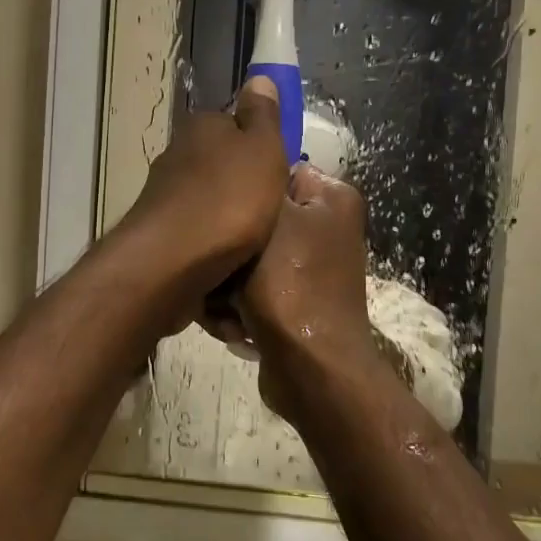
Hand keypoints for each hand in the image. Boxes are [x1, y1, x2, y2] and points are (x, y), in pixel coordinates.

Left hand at [116, 77, 287, 306]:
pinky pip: (196, 234)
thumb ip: (263, 116)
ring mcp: (164, 196)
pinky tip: (229, 261)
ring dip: (227, 217)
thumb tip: (259, 79)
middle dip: (243, 185)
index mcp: (201, 127)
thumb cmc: (229, 198)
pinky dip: (212, 244)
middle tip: (274, 211)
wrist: (172, 260)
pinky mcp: (159, 234)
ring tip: (255, 242)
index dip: (260, 146)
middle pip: (220, 165)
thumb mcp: (262, 149)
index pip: (235, 125)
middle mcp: (176, 155)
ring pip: (208, 201)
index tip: (280, 172)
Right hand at [235, 164, 381, 418]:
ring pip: (246, 260)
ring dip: (225, 285)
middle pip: (255, 222)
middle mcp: (324, 228)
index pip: (274, 172)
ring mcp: (309, 269)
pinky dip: (238, 307)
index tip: (209, 209)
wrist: (311, 369)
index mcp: (331, 198)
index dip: (240, 190)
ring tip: (218, 306)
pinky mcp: (293, 303)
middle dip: (228, 249)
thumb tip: (241, 171)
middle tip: (210, 267)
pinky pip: (253, 291)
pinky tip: (231, 325)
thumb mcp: (267, 219)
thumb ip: (255, 185)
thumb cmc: (289, 285)